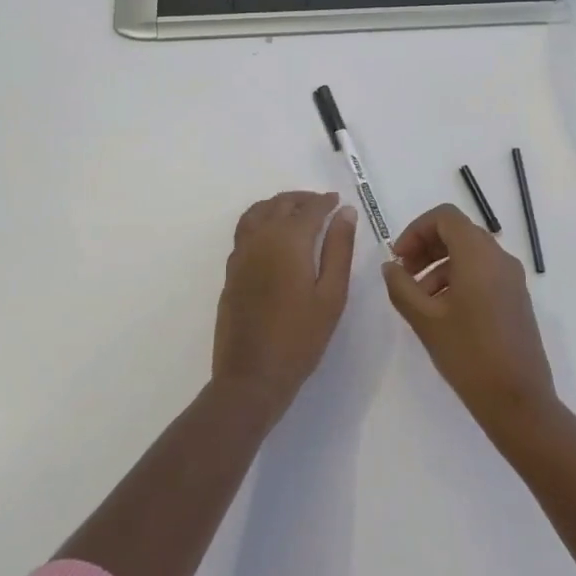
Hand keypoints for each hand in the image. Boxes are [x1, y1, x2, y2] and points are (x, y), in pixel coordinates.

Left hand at [214, 191, 356, 420]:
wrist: (251, 376)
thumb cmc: (300, 338)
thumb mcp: (331, 294)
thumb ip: (339, 248)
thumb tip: (345, 212)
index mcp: (289, 240)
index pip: (310, 209)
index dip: (325, 202)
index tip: (338, 202)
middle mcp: (261, 238)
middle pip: (281, 204)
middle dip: (302, 200)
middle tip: (321, 205)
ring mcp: (241, 253)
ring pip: (258, 212)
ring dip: (278, 205)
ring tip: (296, 214)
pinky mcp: (231, 270)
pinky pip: (245, 229)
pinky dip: (261, 219)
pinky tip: (273, 236)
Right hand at [382, 204, 555, 436]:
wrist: (519, 400)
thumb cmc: (469, 354)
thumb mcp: (425, 320)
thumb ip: (402, 286)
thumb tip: (390, 266)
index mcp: (478, 254)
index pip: (445, 217)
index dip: (416, 230)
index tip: (398, 257)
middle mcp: (499, 257)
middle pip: (458, 232)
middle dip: (426, 247)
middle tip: (404, 274)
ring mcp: (512, 278)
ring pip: (470, 253)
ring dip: (440, 265)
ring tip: (419, 299)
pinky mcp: (516, 298)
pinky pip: (484, 272)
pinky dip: (459, 279)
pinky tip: (443, 312)